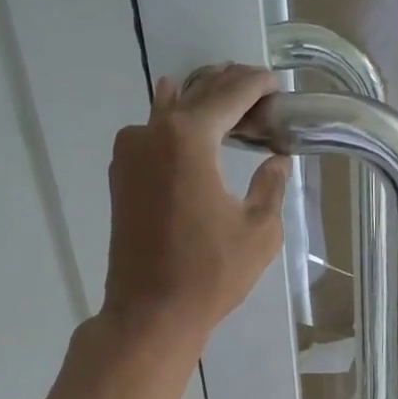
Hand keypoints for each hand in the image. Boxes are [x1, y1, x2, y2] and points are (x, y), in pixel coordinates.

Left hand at [102, 64, 291, 346]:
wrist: (150, 313)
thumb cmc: (209, 274)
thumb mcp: (259, 231)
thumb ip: (271, 186)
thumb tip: (276, 161)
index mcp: (188, 137)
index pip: (229, 94)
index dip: (257, 85)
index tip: (277, 85)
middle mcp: (151, 132)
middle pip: (197, 94)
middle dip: (229, 88)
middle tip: (258, 94)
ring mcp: (129, 153)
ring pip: (168, 109)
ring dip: (200, 103)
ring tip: (229, 111)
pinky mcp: (120, 177)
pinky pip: (151, 133)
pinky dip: (176, 126)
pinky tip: (194, 136)